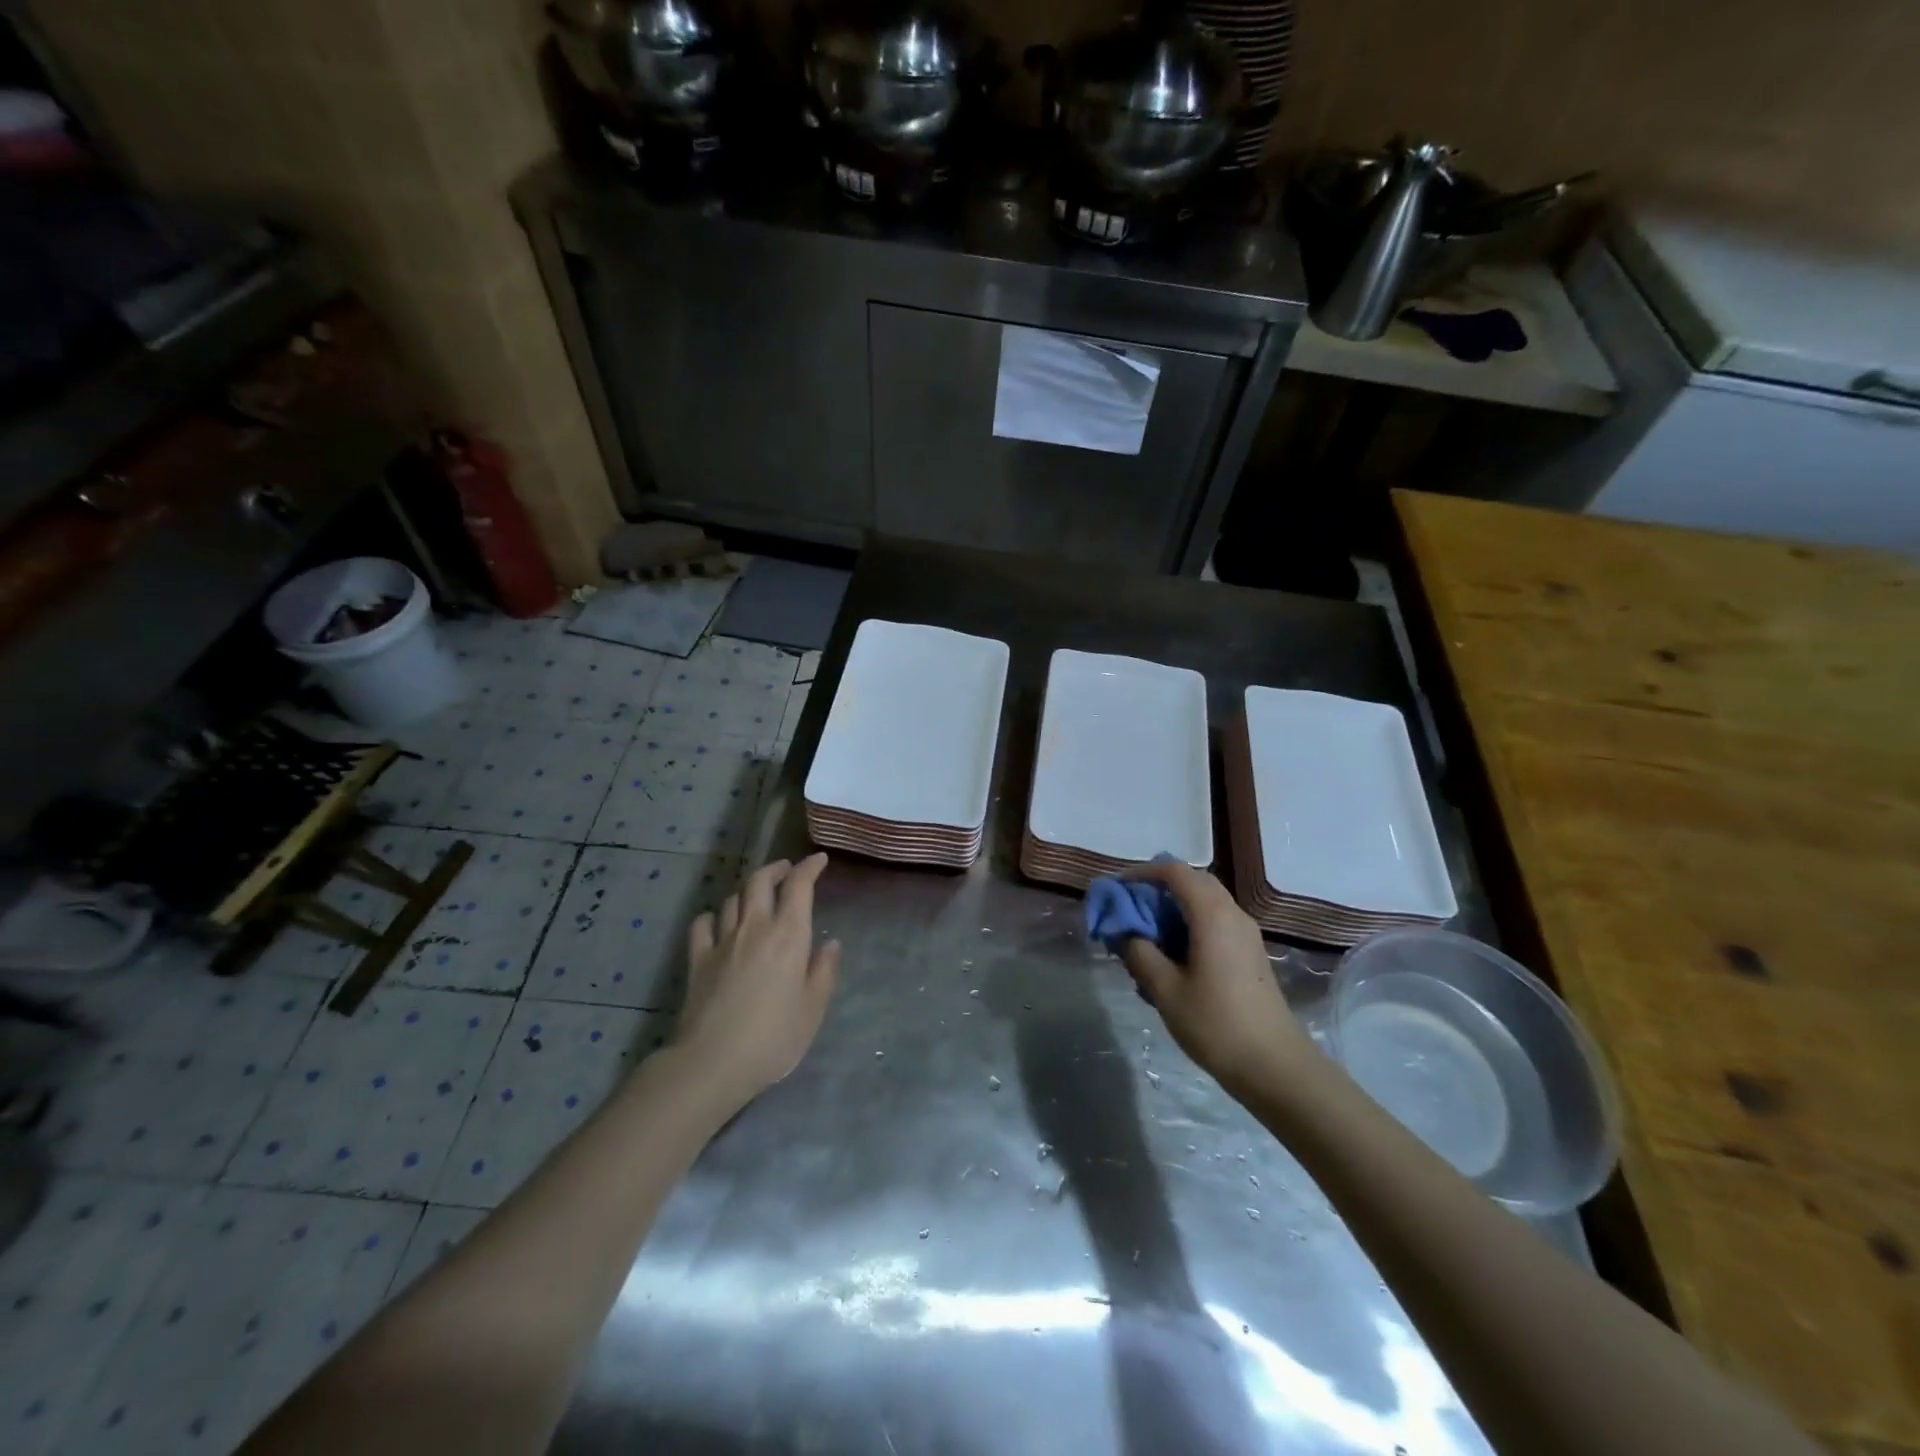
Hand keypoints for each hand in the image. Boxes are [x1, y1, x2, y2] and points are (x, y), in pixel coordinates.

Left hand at [676, 853, 840, 1109]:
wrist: (712, 1062)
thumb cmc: (773, 1038)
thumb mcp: (813, 1009)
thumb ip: (823, 972)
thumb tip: (831, 944)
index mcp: (788, 936)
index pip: (799, 886)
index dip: (810, 868)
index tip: (819, 860)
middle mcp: (755, 928)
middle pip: (760, 881)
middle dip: (776, 869)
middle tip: (787, 871)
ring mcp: (722, 941)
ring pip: (732, 899)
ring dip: (747, 891)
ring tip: (757, 897)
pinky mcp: (697, 960)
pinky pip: (703, 924)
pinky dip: (713, 917)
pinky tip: (718, 923)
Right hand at [1118, 861, 1316, 1098]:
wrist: (1275, 1066)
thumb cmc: (1216, 1024)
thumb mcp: (1165, 990)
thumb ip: (1140, 953)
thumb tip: (1125, 933)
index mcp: (1212, 915)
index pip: (1175, 872)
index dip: (1142, 872)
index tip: (1118, 889)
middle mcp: (1232, 914)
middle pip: (1193, 881)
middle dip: (1158, 887)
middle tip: (1130, 908)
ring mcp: (1245, 934)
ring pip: (1206, 901)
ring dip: (1174, 906)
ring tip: (1147, 933)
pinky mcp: (1250, 953)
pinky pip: (1215, 921)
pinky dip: (1190, 923)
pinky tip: (1173, 956)